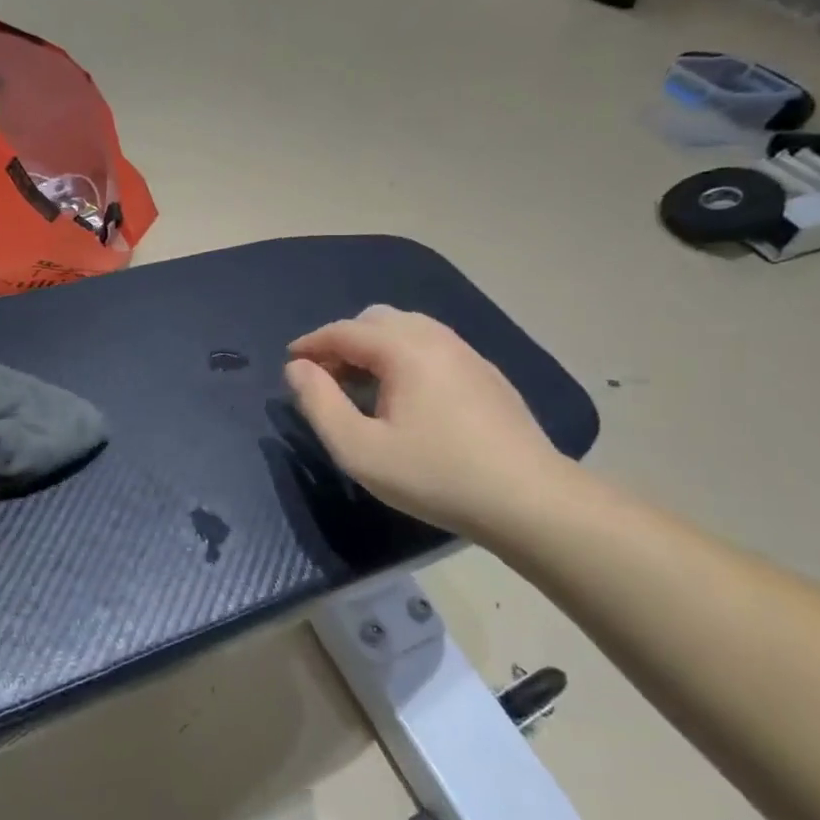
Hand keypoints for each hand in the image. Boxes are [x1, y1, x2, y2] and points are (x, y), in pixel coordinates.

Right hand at [286, 305, 573, 542]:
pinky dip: (403, 356)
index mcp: (404, 349)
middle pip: (375, 319)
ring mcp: (466, 352)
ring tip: (360, 386)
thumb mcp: (360, 450)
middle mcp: (435, 337)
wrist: (529, 500)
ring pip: (407, 329)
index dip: (311, 344)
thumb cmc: (435, 475)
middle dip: (342, 341)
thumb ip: (319, 404)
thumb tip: (297, 369)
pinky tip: (404, 396)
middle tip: (325, 378)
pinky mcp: (485, 373)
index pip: (344, 330)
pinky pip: (431, 346)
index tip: (290, 364)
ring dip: (373, 347)